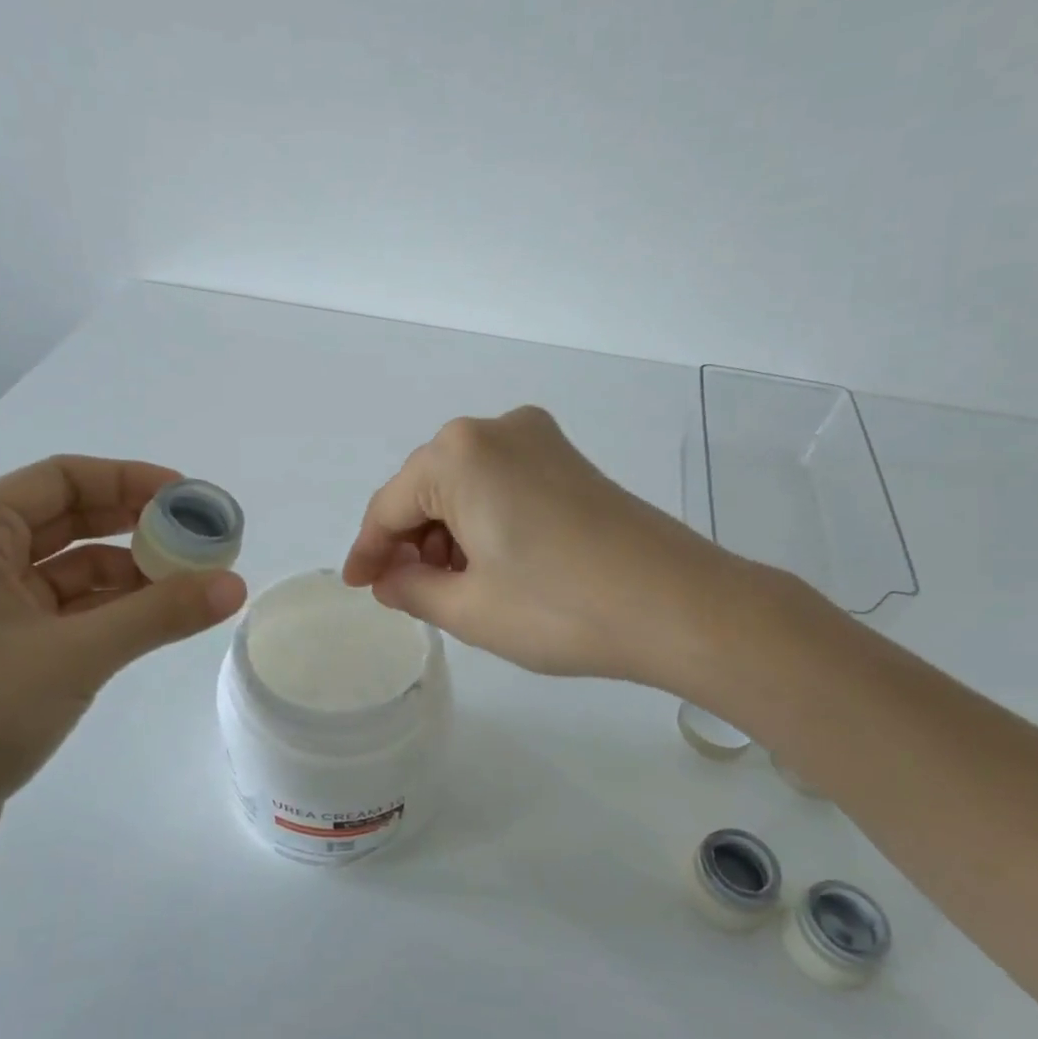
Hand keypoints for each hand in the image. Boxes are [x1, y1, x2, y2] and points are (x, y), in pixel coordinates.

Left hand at [0, 456, 246, 854]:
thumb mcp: (78, 654)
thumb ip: (161, 613)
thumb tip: (237, 586)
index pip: (62, 478)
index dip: (131, 480)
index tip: (189, 497)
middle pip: (67, 519)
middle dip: (135, 527)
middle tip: (197, 539)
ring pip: (68, 568)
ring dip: (127, 574)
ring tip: (189, 585)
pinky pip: (61, 608)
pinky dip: (107, 610)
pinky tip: (153, 620)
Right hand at [342, 407, 758, 689]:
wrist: (680, 605)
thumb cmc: (559, 607)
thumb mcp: (468, 608)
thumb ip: (411, 588)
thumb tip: (390, 578)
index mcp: (458, 454)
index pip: (390, 506)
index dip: (368, 551)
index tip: (357, 587)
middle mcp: (495, 430)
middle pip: (427, 489)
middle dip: (410, 542)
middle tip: (404, 593)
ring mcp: (538, 440)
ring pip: (465, 486)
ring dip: (447, 534)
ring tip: (449, 588)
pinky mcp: (568, 460)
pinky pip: (501, 484)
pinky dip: (482, 521)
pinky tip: (487, 564)